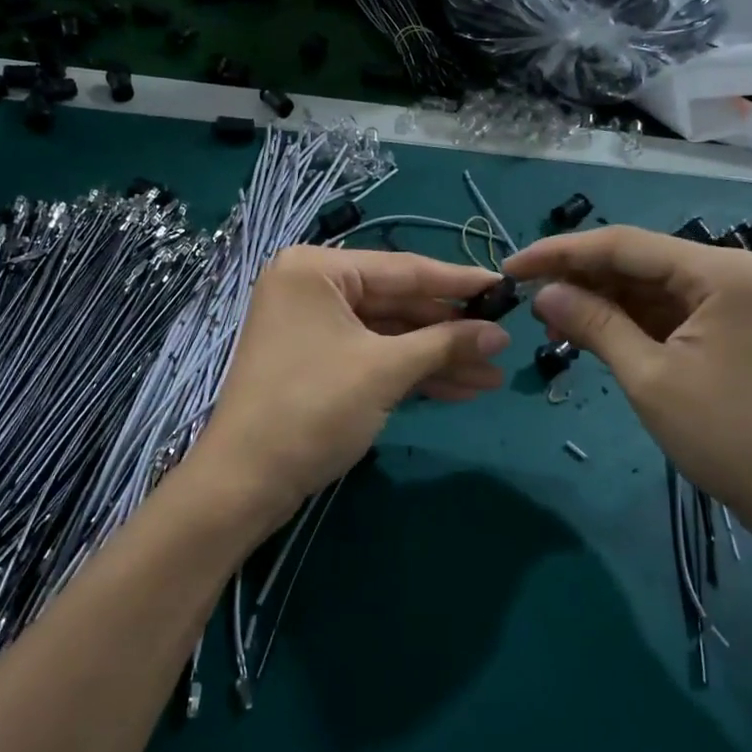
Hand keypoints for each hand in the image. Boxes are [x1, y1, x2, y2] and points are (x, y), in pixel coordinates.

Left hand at [186, 246, 510, 539]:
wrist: (246, 482)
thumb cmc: (313, 408)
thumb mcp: (385, 371)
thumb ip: (445, 344)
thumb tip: (500, 334)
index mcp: (317, 269)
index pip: (403, 269)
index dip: (458, 282)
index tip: (505, 288)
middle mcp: (312, 287)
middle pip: (397, 303)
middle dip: (450, 331)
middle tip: (503, 344)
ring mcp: (313, 327)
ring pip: (389, 334)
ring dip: (437, 357)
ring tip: (491, 377)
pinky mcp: (317, 362)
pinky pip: (373, 356)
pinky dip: (411, 373)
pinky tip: (458, 389)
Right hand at [505, 226, 751, 550]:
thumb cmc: (725, 435)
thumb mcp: (649, 377)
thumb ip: (594, 325)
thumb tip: (542, 293)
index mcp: (717, 271)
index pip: (622, 244)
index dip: (560, 253)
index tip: (511, 268)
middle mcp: (724, 271)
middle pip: (634, 260)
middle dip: (577, 277)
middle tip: (523, 297)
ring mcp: (726, 299)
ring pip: (643, 285)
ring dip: (596, 300)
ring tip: (548, 324)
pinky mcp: (721, 325)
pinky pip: (660, 309)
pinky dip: (621, 319)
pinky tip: (585, 332)